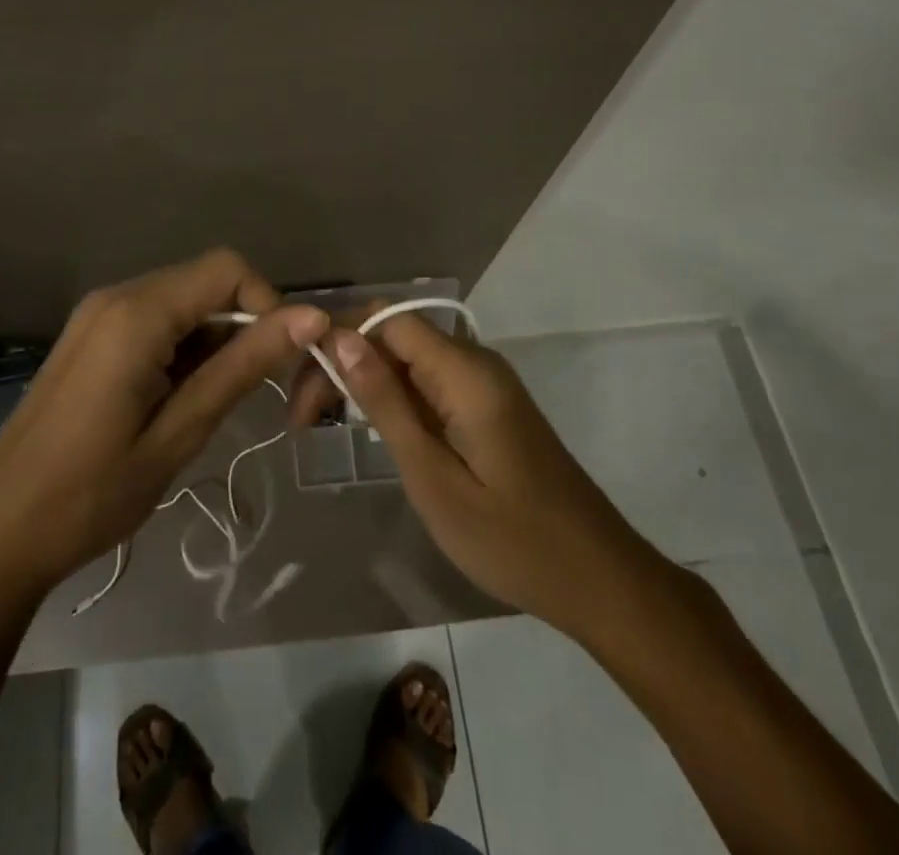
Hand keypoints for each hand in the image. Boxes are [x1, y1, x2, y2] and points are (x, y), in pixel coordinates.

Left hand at [0, 249, 328, 606]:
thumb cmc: (91, 494)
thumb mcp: (179, 432)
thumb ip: (243, 366)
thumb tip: (311, 317)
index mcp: (137, 312)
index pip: (228, 268)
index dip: (267, 304)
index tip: (280, 364)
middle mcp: (117, 295)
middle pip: (204, 282)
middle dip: (243, 325)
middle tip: (256, 393)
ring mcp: (97, 313)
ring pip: (182, 302)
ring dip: (213, 341)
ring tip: (210, 406)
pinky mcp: (89, 335)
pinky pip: (154, 320)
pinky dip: (182, 348)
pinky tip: (177, 400)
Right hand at [324, 313, 652, 624]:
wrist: (597, 579)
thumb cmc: (511, 538)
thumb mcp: (433, 476)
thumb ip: (387, 403)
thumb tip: (341, 339)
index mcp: (465, 371)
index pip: (387, 319)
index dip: (338, 339)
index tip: (300, 387)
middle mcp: (475, 362)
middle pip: (394, 335)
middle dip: (343, 363)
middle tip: (303, 418)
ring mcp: (484, 383)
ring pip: (408, 359)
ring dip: (364, 381)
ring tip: (323, 423)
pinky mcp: (487, 406)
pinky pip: (429, 382)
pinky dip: (393, 397)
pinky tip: (370, 428)